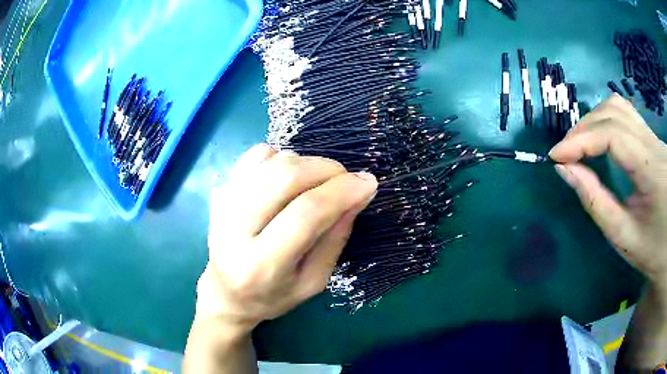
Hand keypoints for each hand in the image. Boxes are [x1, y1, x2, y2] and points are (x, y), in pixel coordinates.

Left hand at [197, 144, 377, 335]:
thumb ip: (335, 239)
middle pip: (285, 178)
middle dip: (326, 169)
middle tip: (346, 179)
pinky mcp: (220, 191)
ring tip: (319, 182)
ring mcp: (222, 205)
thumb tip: (357, 194)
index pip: (306, 214)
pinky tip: (289, 179)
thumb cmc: (273, 295)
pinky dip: (282, 157)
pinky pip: (255, 156)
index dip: (341, 192)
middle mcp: (234, 230)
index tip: (368, 183)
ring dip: (307, 163)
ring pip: (272, 161)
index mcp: (261, 266)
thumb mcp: (313, 282)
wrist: (226, 292)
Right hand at [550, 94, 666, 286]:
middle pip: (614, 113)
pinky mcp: (652, 138)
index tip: (556, 157)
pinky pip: (626, 114)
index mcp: (652, 170)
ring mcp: (654, 137)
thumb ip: (595, 202)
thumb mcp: (623, 237)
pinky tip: (599, 136)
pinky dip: (606, 119)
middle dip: (584, 129)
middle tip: (565, 154)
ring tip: (580, 144)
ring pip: (619, 107)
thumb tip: (565, 170)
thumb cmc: (651, 251)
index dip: (582, 140)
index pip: (613, 135)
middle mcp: (654, 143)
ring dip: (594, 120)